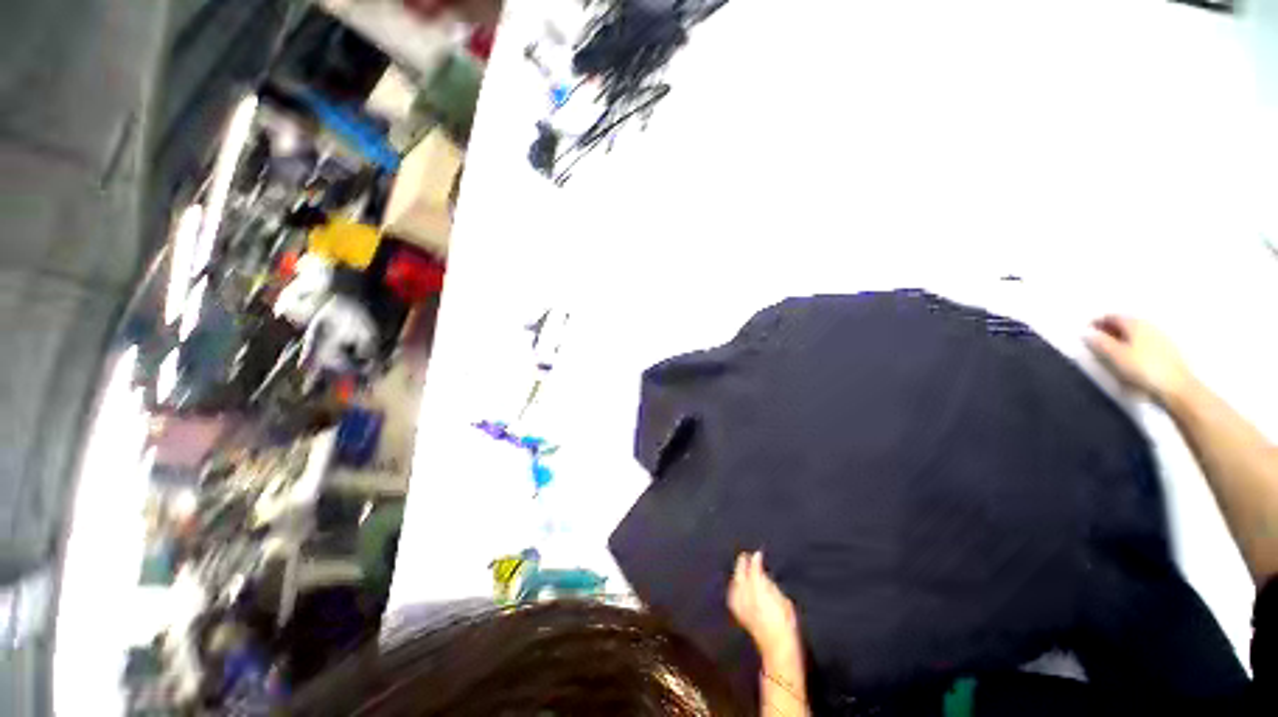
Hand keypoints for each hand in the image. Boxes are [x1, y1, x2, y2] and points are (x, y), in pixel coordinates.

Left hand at [728, 552, 800, 662]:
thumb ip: (769, 584)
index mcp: (758, 587)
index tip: (758, 553)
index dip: (756, 559)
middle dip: (742, 563)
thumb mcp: (783, 599)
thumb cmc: (785, 622)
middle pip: (740, 573)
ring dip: (738, 574)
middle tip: (746, 556)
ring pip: (735, 582)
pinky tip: (737, 585)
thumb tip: (762, 573)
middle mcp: (745, 592)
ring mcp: (740, 603)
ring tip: (742, 568)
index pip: (754, 568)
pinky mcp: (738, 612)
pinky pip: (733, 593)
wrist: (777, 646)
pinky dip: (735, 586)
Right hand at [1085, 316, 1190, 404]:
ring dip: (1121, 338)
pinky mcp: (1166, 350)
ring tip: (1111, 350)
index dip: (1097, 322)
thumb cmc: (1143, 368)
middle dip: (1109, 330)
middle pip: (1124, 324)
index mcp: (1135, 323)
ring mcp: (1160, 337)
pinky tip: (1130, 357)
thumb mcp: (1115, 356)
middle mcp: (1148, 325)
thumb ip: (1099, 342)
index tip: (1086, 331)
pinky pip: (1144, 342)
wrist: (1176, 386)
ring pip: (1135, 333)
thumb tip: (1086, 333)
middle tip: (1096, 340)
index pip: (1112, 316)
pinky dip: (1133, 345)